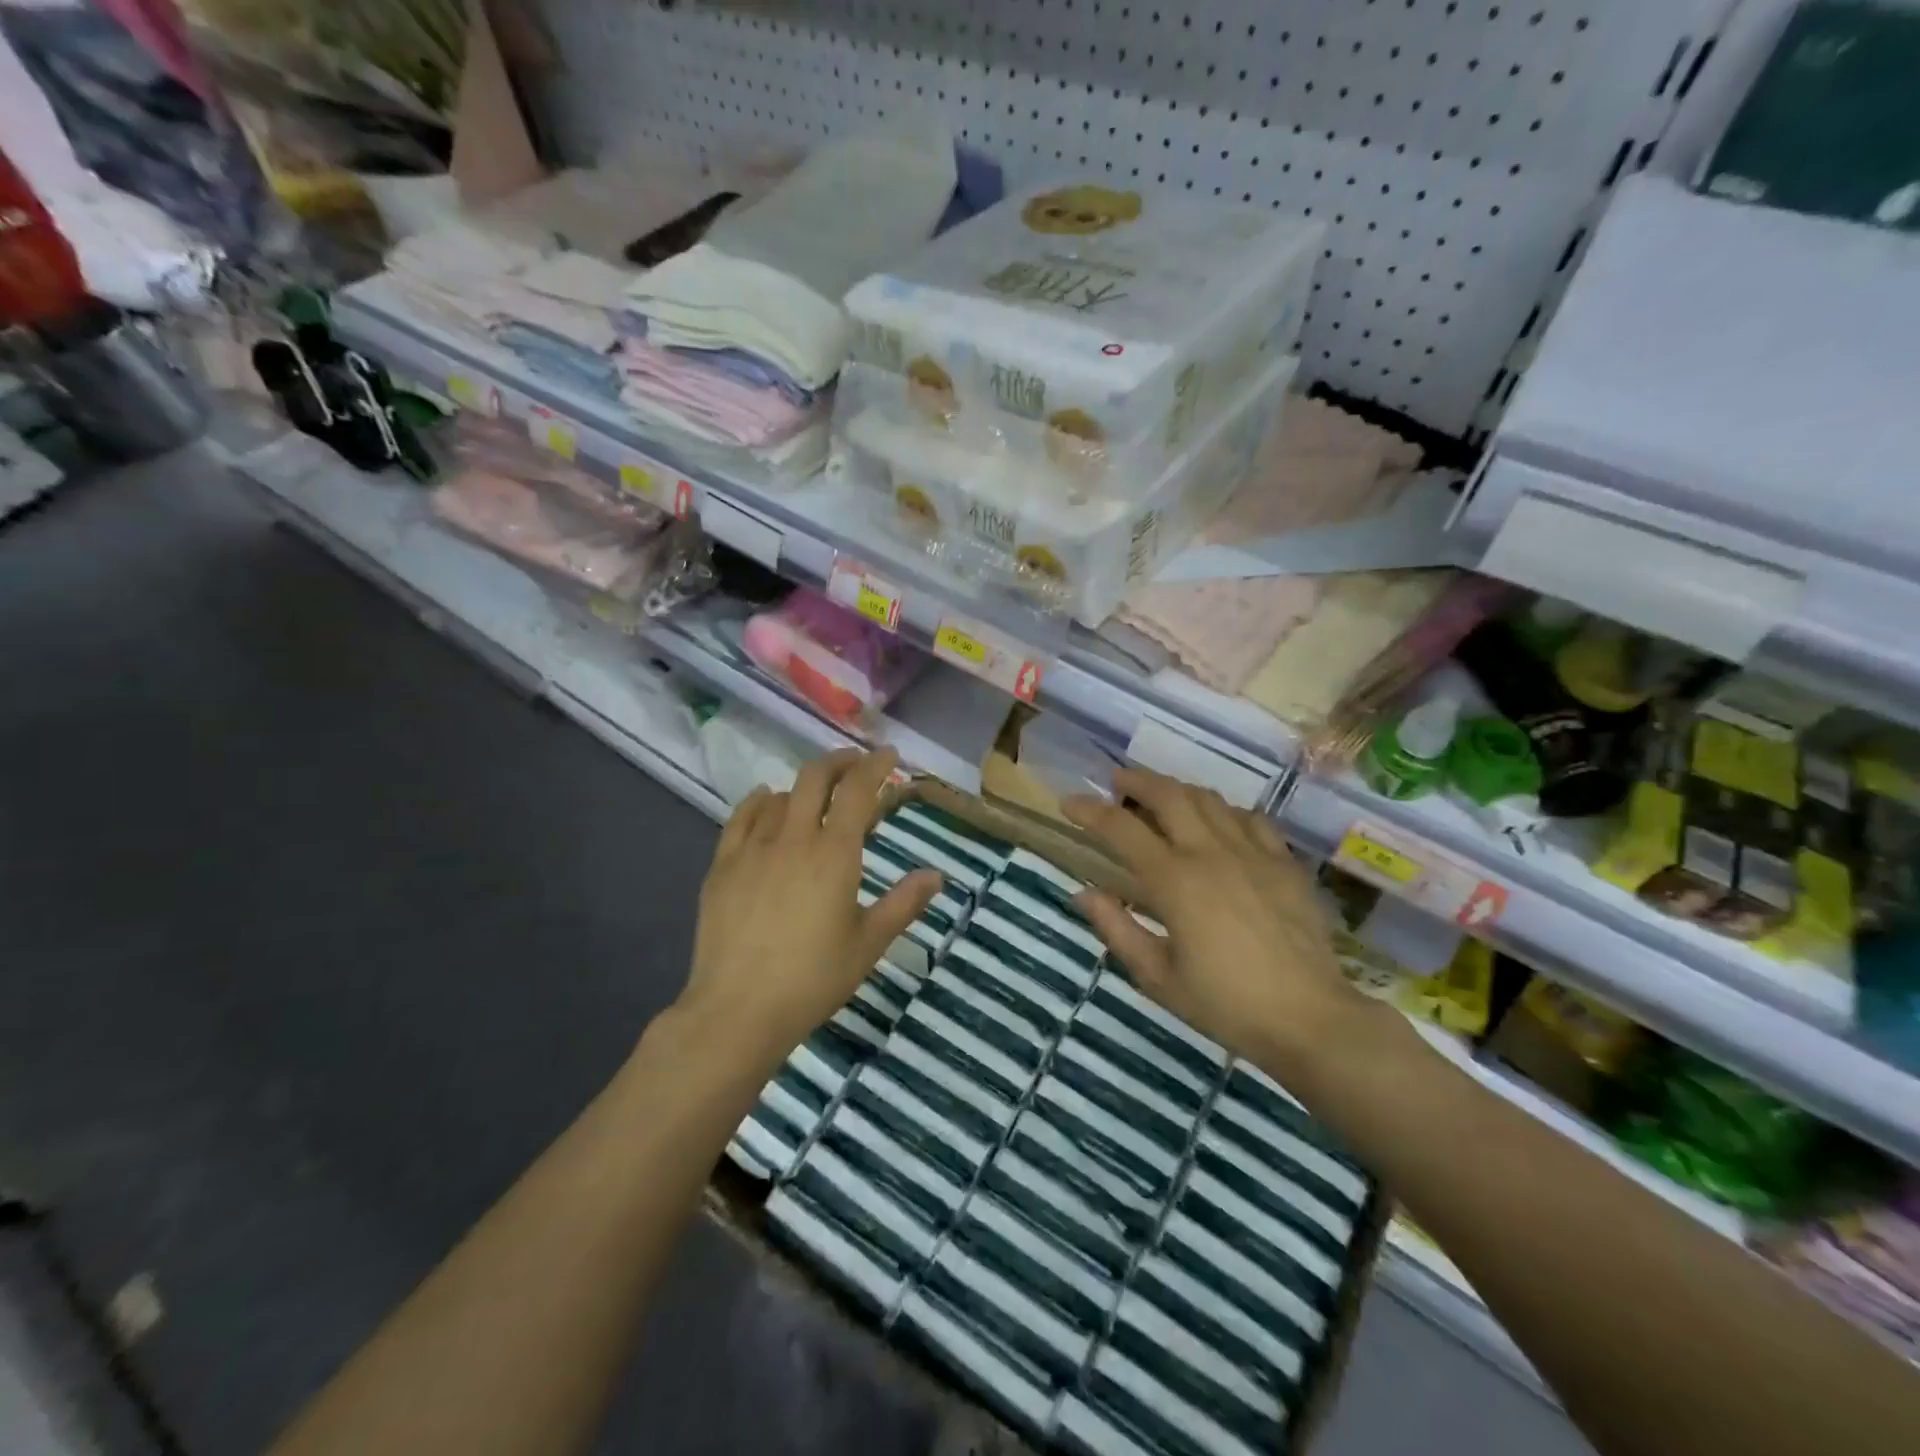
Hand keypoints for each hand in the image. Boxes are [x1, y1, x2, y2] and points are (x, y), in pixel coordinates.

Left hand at [678, 748, 939, 1074]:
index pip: (858, 791)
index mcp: (834, 854)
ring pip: (779, 795)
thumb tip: (936, 875)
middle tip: (856, 763)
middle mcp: (793, 839)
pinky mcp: (722, 865)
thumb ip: (904, 904)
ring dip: (803, 786)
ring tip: (816, 795)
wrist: (738, 1009)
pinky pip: (741, 817)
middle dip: (839, 762)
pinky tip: (765, 802)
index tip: (889, 756)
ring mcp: (752, 849)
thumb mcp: (869, 943)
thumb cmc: (813, 978)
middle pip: (815, 778)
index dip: (875, 767)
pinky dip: (759, 802)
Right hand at [1064, 767, 1375, 1079]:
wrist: (1310, 1018)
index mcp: (1175, 881)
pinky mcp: (1284, 862)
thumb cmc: (1226, 1004)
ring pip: (1209, 798)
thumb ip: (1117, 930)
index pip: (1121, 828)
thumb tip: (1084, 894)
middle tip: (1117, 783)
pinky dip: (1224, 812)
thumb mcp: (1158, 977)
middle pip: (1168, 794)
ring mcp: (1253, 852)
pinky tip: (1219, 825)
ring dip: (1177, 790)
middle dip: (1136, 780)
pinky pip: (1250, 818)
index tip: (1069, 803)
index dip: (1089, 810)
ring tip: (1162, 798)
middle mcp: (1211, 852)